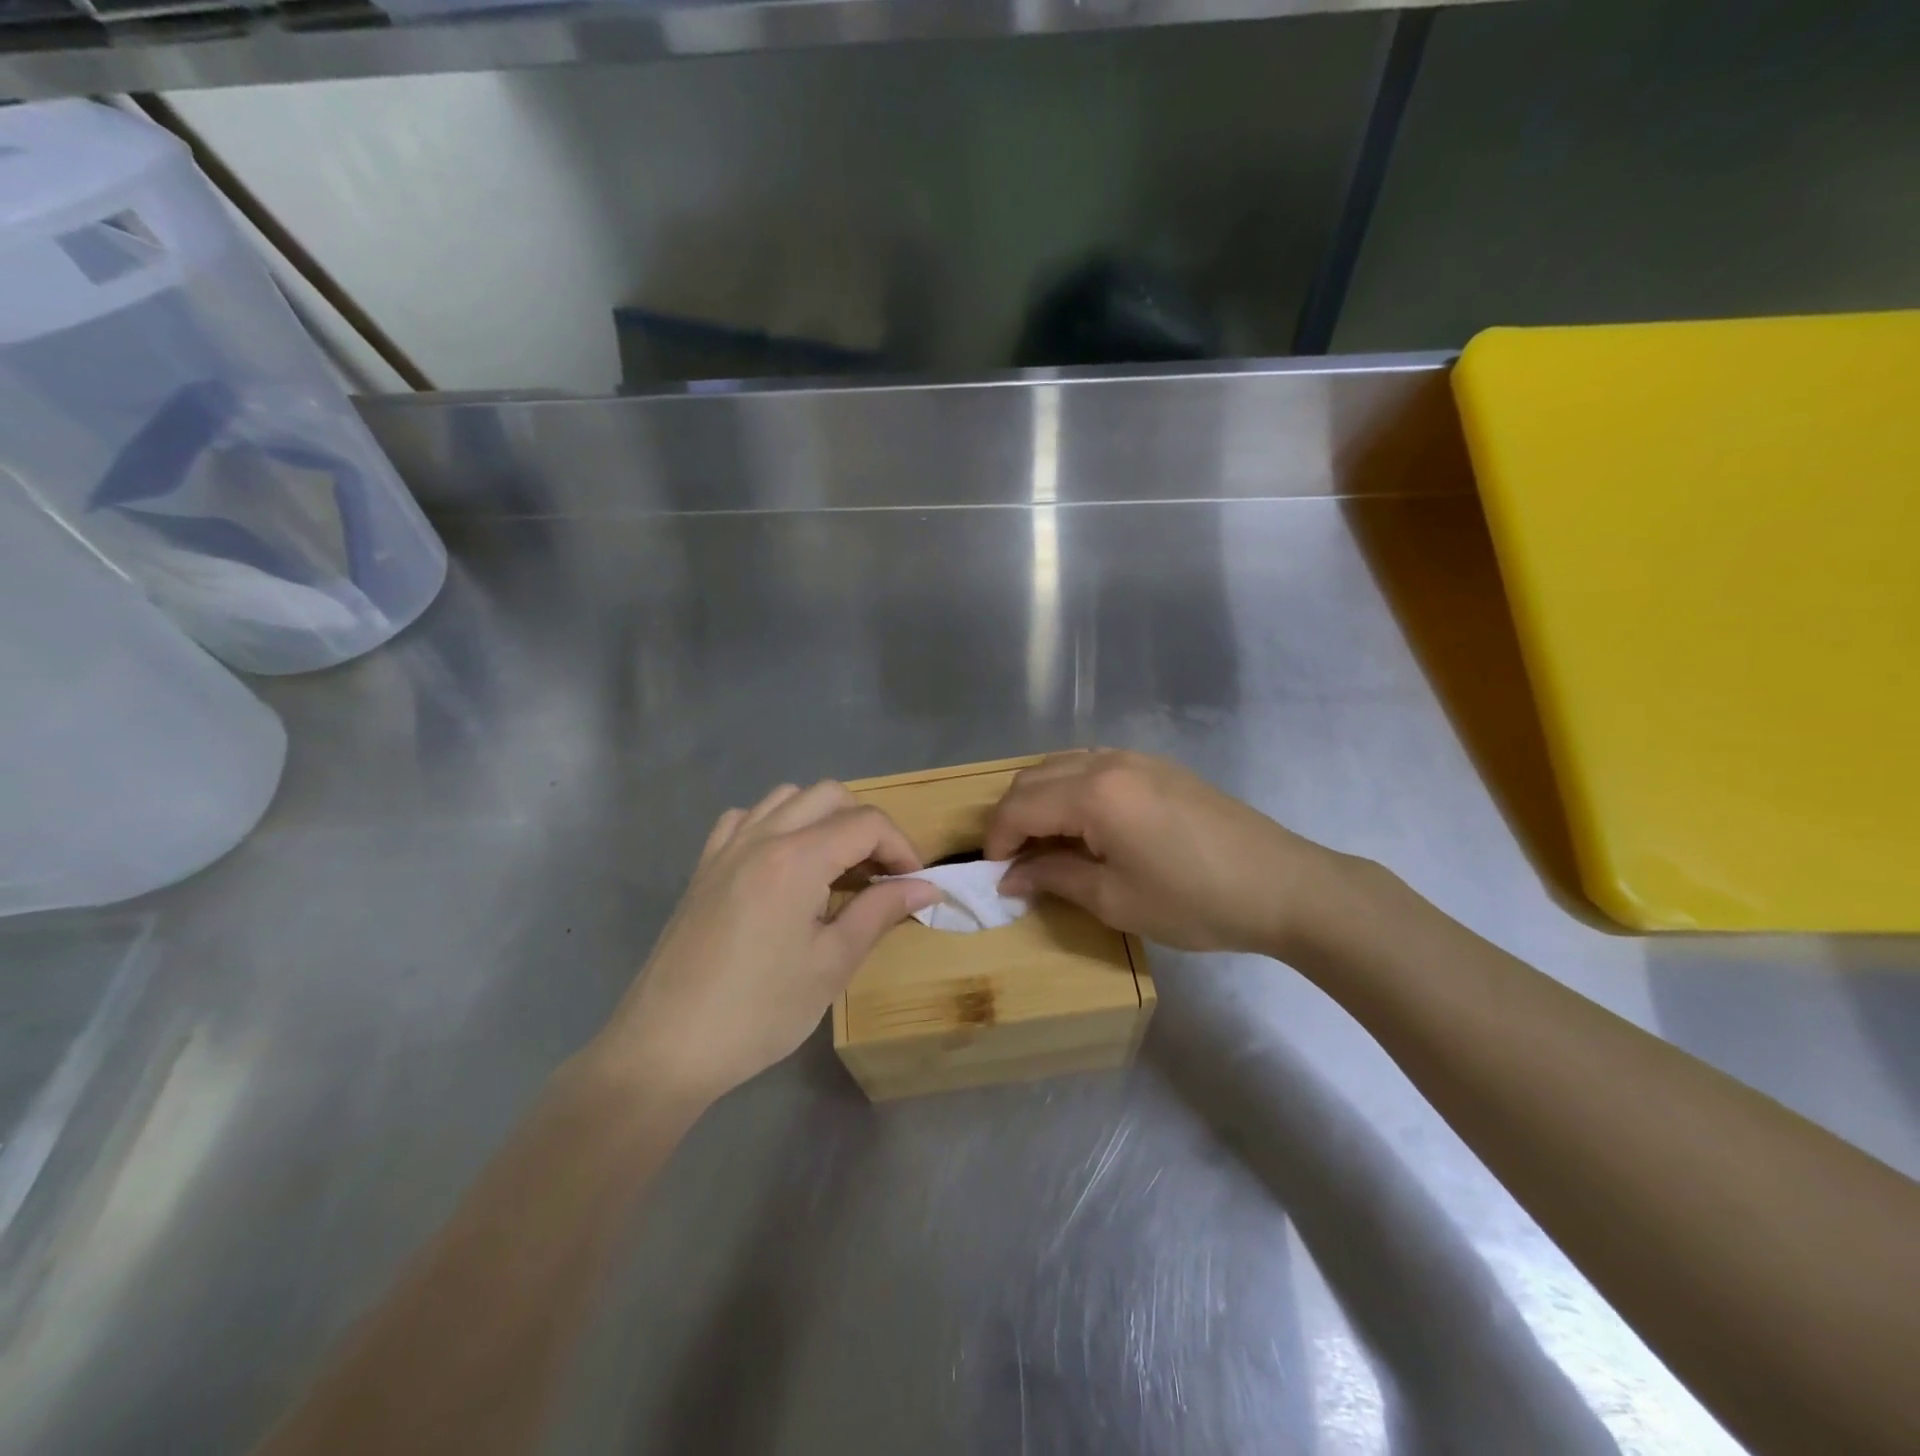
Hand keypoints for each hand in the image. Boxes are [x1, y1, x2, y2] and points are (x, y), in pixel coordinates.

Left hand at [589, 782, 940, 1105]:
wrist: (666, 1047)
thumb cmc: (759, 1011)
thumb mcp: (832, 964)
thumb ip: (880, 912)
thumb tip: (926, 887)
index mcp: (796, 858)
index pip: (866, 823)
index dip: (901, 847)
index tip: (913, 884)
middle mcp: (761, 836)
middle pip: (829, 795)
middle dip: (866, 825)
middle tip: (880, 874)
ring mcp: (726, 848)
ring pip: (786, 798)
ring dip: (823, 818)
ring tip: (836, 867)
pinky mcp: (704, 867)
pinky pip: (745, 819)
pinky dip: (776, 825)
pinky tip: (782, 865)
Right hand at [986, 750, 1334, 953]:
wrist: (1284, 886)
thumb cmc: (1195, 900)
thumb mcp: (1115, 900)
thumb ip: (1054, 877)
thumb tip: (1011, 875)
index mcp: (1094, 793)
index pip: (1020, 806)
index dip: (996, 839)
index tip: (993, 874)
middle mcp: (1108, 762)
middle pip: (1035, 777)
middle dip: (1013, 816)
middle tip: (1013, 861)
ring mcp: (1137, 758)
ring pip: (1063, 766)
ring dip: (1041, 799)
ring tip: (1045, 844)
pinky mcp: (1159, 766)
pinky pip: (1093, 766)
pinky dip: (1071, 790)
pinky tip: (1084, 825)